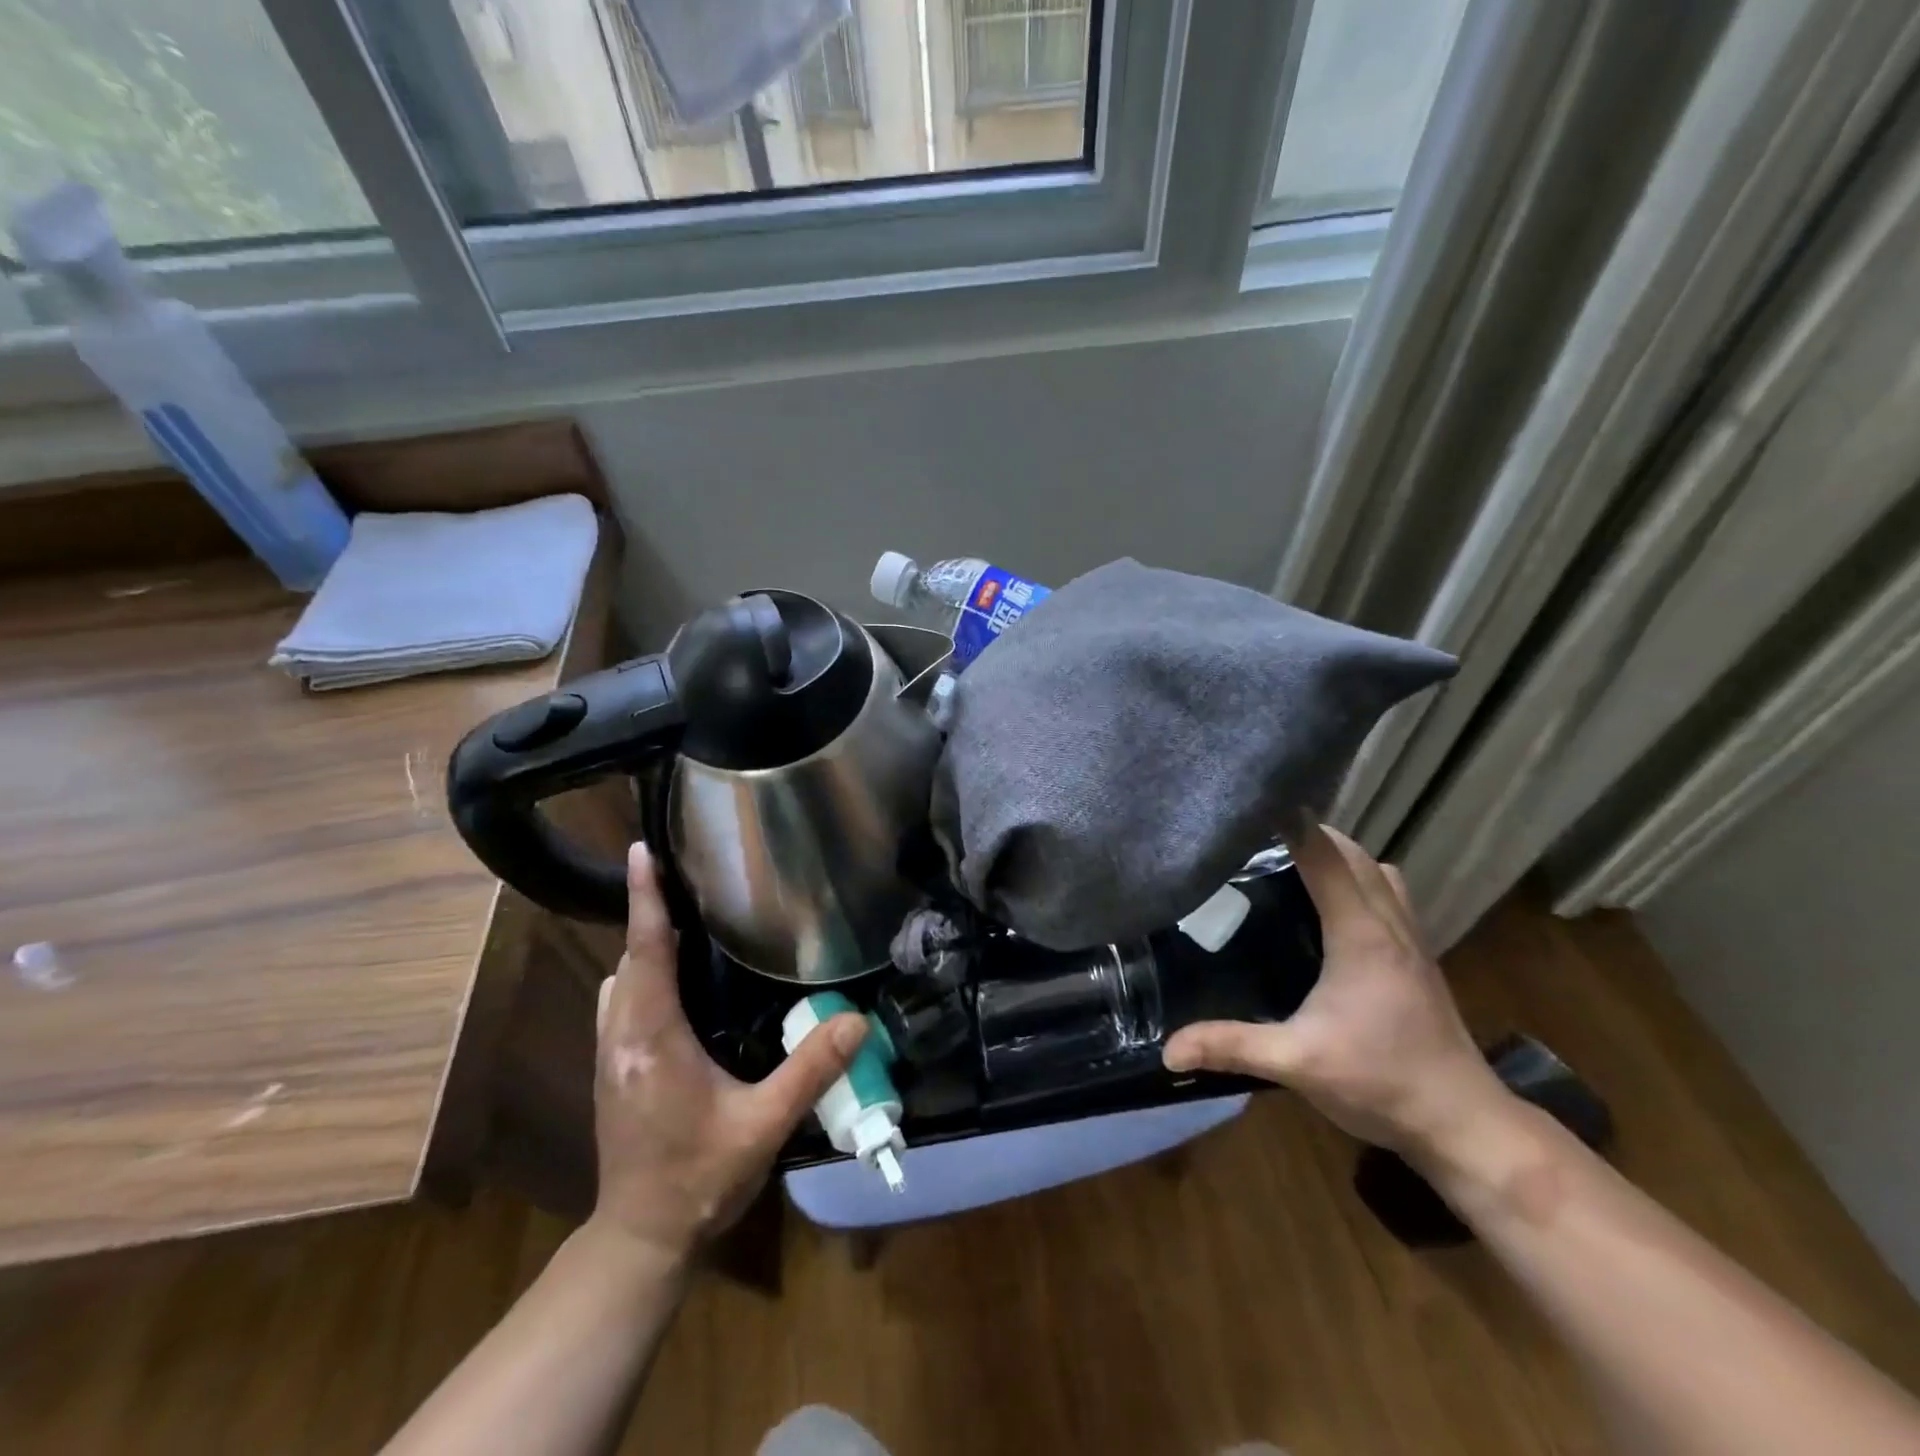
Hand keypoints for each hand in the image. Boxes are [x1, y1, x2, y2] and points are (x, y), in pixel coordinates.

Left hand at [589, 843, 866, 1258]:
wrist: (642, 1237)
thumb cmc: (701, 1177)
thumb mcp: (764, 1125)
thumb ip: (811, 1070)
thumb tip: (857, 1020)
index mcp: (652, 1038)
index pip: (647, 952)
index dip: (646, 899)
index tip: (641, 852)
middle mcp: (621, 1037)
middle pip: (630, 958)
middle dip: (649, 912)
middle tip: (682, 876)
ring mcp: (608, 1055)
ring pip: (619, 980)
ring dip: (643, 946)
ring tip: (684, 922)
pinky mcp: (610, 1070)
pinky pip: (619, 1002)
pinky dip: (639, 974)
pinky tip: (673, 983)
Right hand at [1162, 824, 1508, 1160]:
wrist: (1463, 1124)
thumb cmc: (1381, 1083)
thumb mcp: (1297, 1063)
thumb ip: (1232, 1046)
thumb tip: (1168, 1049)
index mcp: (1360, 934)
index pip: (1325, 857)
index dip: (1291, 825)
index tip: (1253, 806)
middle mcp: (1390, 923)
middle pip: (1354, 854)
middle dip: (1312, 834)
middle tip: (1260, 839)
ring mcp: (1412, 940)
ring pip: (1379, 871)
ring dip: (1343, 856)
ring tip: (1295, 864)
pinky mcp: (1421, 958)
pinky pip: (1391, 895)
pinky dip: (1362, 881)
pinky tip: (1335, 908)